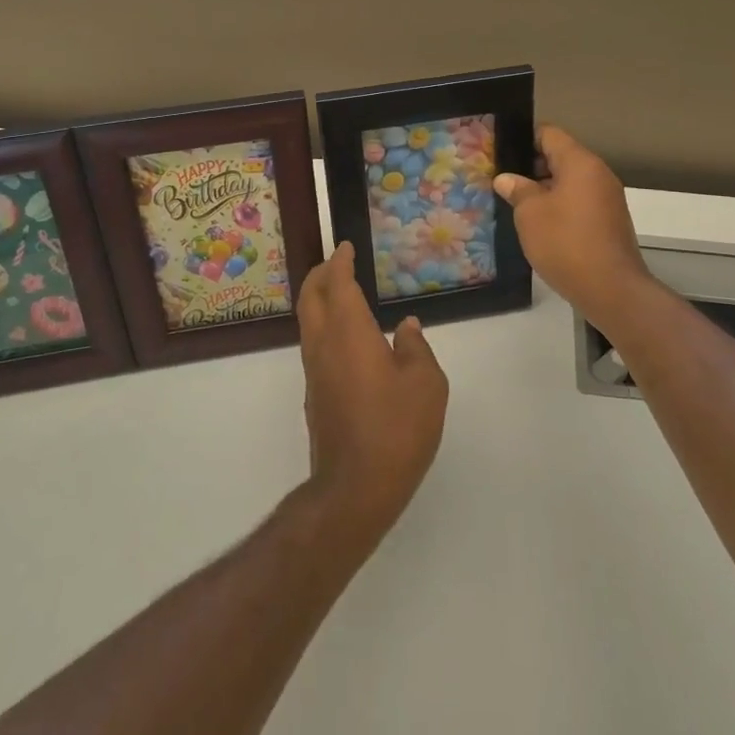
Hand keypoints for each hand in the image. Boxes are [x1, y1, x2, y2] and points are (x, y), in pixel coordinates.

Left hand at [295, 243, 448, 550]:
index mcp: (349, 333)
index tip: (345, 247)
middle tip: (335, 262)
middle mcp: (324, 345)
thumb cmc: (397, 429)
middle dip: (319, 274)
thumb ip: (416, 348)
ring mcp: (315, 372)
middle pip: (310, 297)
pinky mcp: (315, 395)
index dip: (340, 262)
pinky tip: (347, 339)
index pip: (338, 284)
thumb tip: (406, 328)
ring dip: (318, 300)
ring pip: (308, 322)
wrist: (355, 487)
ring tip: (340, 293)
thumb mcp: (426, 384)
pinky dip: (324, 326)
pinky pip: (314, 345)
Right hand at [494, 124, 656, 331]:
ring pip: (570, 181)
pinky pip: (579, 202)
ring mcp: (607, 199)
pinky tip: (540, 224)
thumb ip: (518, 190)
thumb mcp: (530, 214)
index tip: (501, 152)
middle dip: (531, 166)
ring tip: (516, 203)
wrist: (611, 290)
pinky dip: (560, 206)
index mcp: (580, 163)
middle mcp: (598, 174)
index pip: (549, 134)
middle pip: (561, 156)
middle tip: (502, 180)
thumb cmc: (566, 243)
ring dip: (545, 189)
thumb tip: (506, 179)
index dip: (523, 139)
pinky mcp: (609, 221)